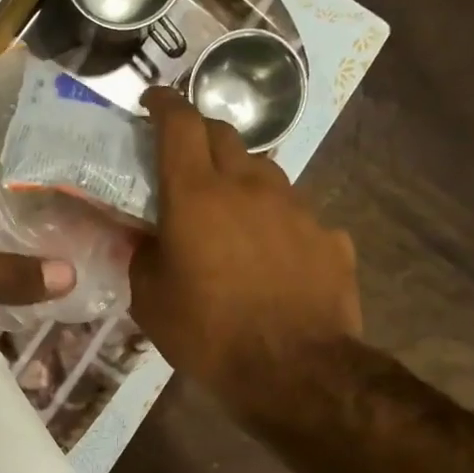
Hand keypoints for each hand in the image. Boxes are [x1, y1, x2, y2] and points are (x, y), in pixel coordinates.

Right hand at [129, 88, 361, 411]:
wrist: (296, 372)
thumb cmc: (209, 334)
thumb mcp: (151, 301)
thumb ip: (143, 258)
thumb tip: (146, 240)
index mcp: (196, 196)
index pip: (180, 124)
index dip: (164, 104)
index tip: (152, 100)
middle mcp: (249, 187)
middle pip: (224, 135)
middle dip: (200, 135)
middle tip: (184, 158)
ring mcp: (296, 208)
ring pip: (263, 171)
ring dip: (239, 178)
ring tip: (229, 211)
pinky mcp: (329, 236)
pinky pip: (295, 215)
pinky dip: (274, 222)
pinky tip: (271, 256)